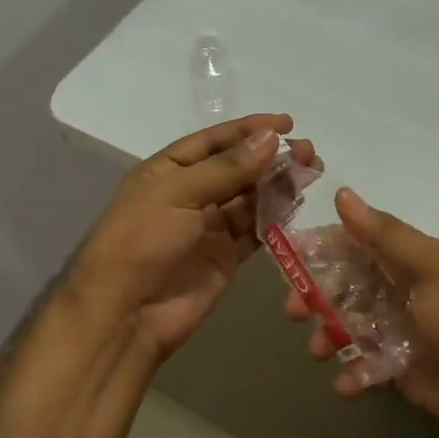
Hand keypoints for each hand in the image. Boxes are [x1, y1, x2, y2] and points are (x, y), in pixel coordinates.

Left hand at [71, 114, 317, 359]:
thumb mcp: (178, 194)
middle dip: (271, 157)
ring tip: (312, 172)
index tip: (287, 123)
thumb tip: (271, 138)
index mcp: (168, 171)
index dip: (248, 130)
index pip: (213, 141)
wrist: (127, 314)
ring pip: (250, 198)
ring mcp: (208, 227)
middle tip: (309, 151)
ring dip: (278, 184)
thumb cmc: (143, 242)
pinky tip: (297, 203)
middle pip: (237, 168)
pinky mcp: (225, 257)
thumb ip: (227, 168)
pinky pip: (255, 230)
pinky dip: (276, 217)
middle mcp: (190, 194)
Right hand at [284, 189, 438, 437]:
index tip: (289, 257)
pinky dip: (352, 375)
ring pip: (347, 327)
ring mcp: (397, 333)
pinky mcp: (398, 370)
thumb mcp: (429, 268)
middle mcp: (397, 293)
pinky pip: (364, 367)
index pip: (355, 246)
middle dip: (315, 297)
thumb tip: (343, 194)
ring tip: (319, 351)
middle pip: (343, 287)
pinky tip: (346, 384)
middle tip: (293, 312)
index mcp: (406, 263)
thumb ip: (386, 235)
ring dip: (327, 337)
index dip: (322, 249)